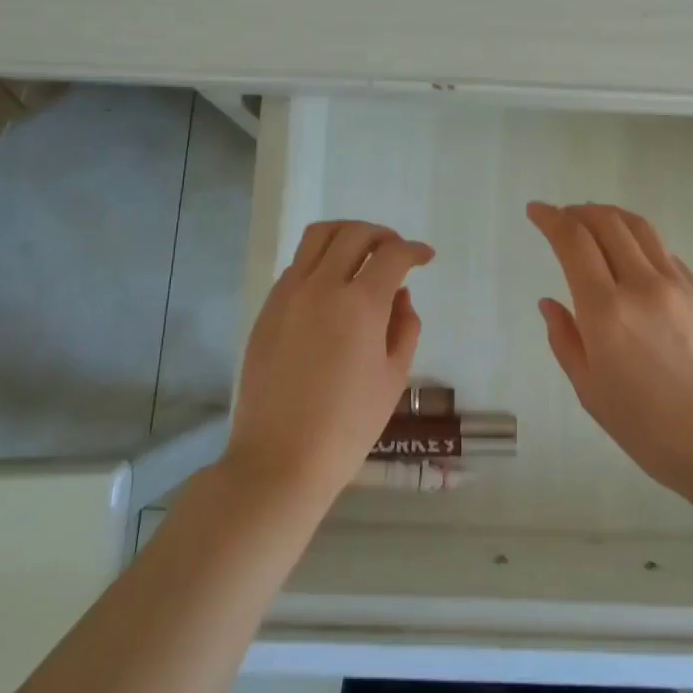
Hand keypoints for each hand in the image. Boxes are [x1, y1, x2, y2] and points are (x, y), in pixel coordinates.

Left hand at [226, 220, 434, 503]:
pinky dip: (320, 260)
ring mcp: (288, 294)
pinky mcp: (267, 309)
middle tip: (396, 252)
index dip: (414, 250)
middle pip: (354, 233)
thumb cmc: (347, 426)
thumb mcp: (393, 377)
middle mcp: (321, 286)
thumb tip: (399, 296)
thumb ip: (404, 327)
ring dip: (346, 235)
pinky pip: (297, 265)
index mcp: (360, 304)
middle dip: (382, 235)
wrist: (279, 459)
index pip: (393, 255)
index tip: (425, 257)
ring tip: (362, 253)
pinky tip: (331, 286)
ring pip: (317, 237)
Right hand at [527, 201, 692, 498]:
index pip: (573, 242)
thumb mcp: (591, 392)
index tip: (536, 211)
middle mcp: (642, 285)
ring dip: (611, 216)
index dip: (551, 219)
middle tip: (562, 216)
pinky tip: (634, 258)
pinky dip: (640, 243)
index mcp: (606, 312)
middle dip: (578, 211)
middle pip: (607, 223)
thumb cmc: (651, 430)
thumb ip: (565, 340)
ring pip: (640, 229)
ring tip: (595, 221)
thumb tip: (550, 303)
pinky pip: (665, 253)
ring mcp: (679, 285)